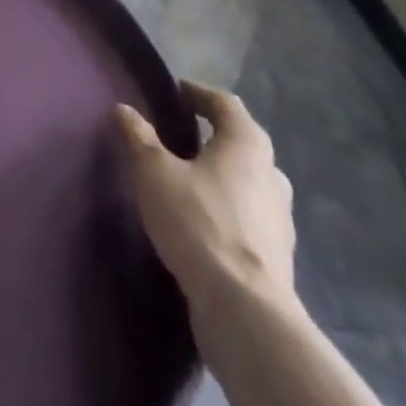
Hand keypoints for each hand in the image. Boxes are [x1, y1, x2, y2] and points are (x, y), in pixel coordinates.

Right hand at [116, 81, 295, 303]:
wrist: (245, 312)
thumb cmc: (199, 223)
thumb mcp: (155, 173)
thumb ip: (139, 138)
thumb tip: (125, 110)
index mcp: (247, 143)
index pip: (224, 102)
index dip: (198, 93)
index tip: (176, 92)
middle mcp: (271, 173)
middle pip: (241, 141)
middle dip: (212, 136)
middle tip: (180, 136)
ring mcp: (280, 218)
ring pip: (247, 182)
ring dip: (222, 176)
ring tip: (189, 181)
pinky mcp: (277, 257)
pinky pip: (249, 218)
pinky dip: (228, 211)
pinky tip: (203, 224)